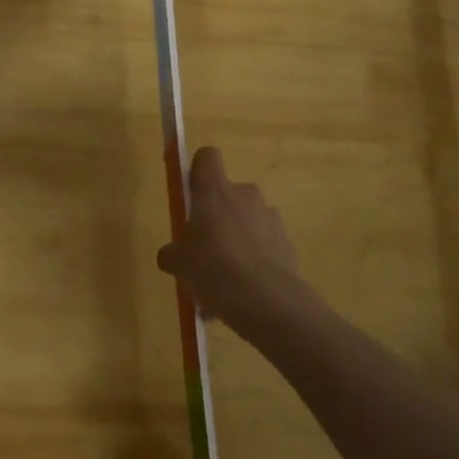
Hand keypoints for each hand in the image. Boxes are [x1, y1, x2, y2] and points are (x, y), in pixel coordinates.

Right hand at [156, 147, 317, 343]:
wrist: (268, 301)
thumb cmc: (214, 269)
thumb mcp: (178, 264)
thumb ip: (172, 253)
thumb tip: (171, 254)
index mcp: (215, 191)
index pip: (207, 157)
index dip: (197, 170)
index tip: (191, 195)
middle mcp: (245, 195)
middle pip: (226, 196)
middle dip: (215, 220)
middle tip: (202, 252)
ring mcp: (270, 218)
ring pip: (245, 224)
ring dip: (234, 244)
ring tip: (222, 285)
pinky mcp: (286, 243)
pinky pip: (262, 248)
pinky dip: (252, 264)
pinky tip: (240, 296)